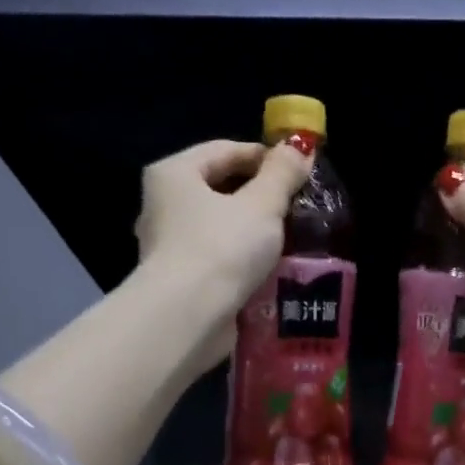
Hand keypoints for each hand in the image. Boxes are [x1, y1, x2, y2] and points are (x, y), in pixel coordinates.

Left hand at [135, 137, 311, 322]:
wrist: (188, 318)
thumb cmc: (222, 248)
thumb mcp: (262, 204)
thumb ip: (282, 174)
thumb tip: (300, 147)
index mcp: (174, 174)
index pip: (226, 150)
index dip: (266, 156)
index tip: (301, 171)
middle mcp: (163, 204)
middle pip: (222, 187)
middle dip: (262, 195)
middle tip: (300, 204)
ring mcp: (169, 244)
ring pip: (222, 224)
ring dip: (256, 229)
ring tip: (294, 235)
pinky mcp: (181, 278)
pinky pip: (220, 256)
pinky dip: (244, 257)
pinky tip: (273, 265)